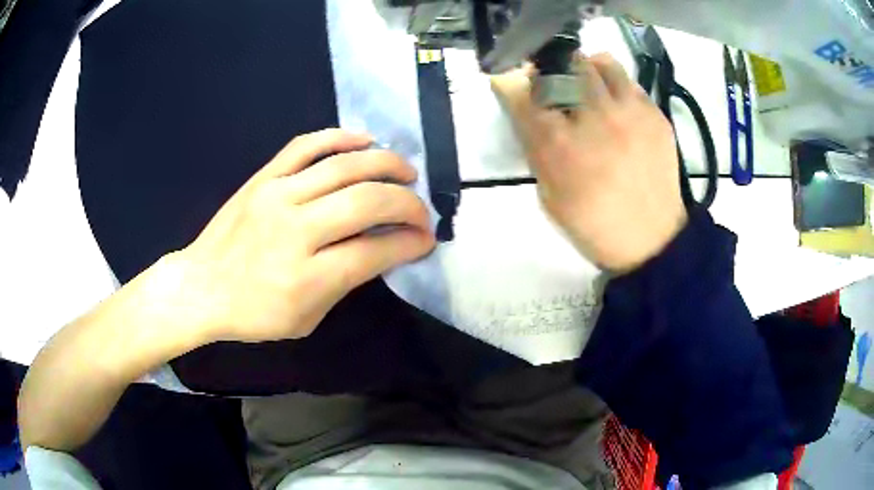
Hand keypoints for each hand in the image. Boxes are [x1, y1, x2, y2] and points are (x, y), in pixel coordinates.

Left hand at [166, 129, 434, 342]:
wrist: (201, 287)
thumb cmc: (254, 314)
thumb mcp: (307, 318)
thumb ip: (346, 282)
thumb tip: (383, 248)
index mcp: (307, 277)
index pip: (375, 250)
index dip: (411, 242)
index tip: (425, 239)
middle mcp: (295, 230)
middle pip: (367, 202)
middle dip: (408, 204)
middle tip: (421, 210)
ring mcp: (277, 196)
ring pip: (344, 166)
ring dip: (386, 164)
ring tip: (406, 172)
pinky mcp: (263, 177)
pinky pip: (306, 145)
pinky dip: (340, 137)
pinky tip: (364, 140)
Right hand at [491, 54, 687, 273]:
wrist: (651, 239)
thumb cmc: (593, 223)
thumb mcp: (549, 195)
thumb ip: (535, 148)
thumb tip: (528, 111)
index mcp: (559, 144)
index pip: (521, 91)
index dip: (512, 82)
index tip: (512, 83)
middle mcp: (593, 117)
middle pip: (562, 64)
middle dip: (550, 69)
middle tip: (553, 84)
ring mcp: (629, 112)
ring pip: (601, 62)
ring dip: (586, 68)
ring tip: (587, 85)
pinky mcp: (655, 115)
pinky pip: (629, 81)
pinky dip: (615, 85)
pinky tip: (616, 106)